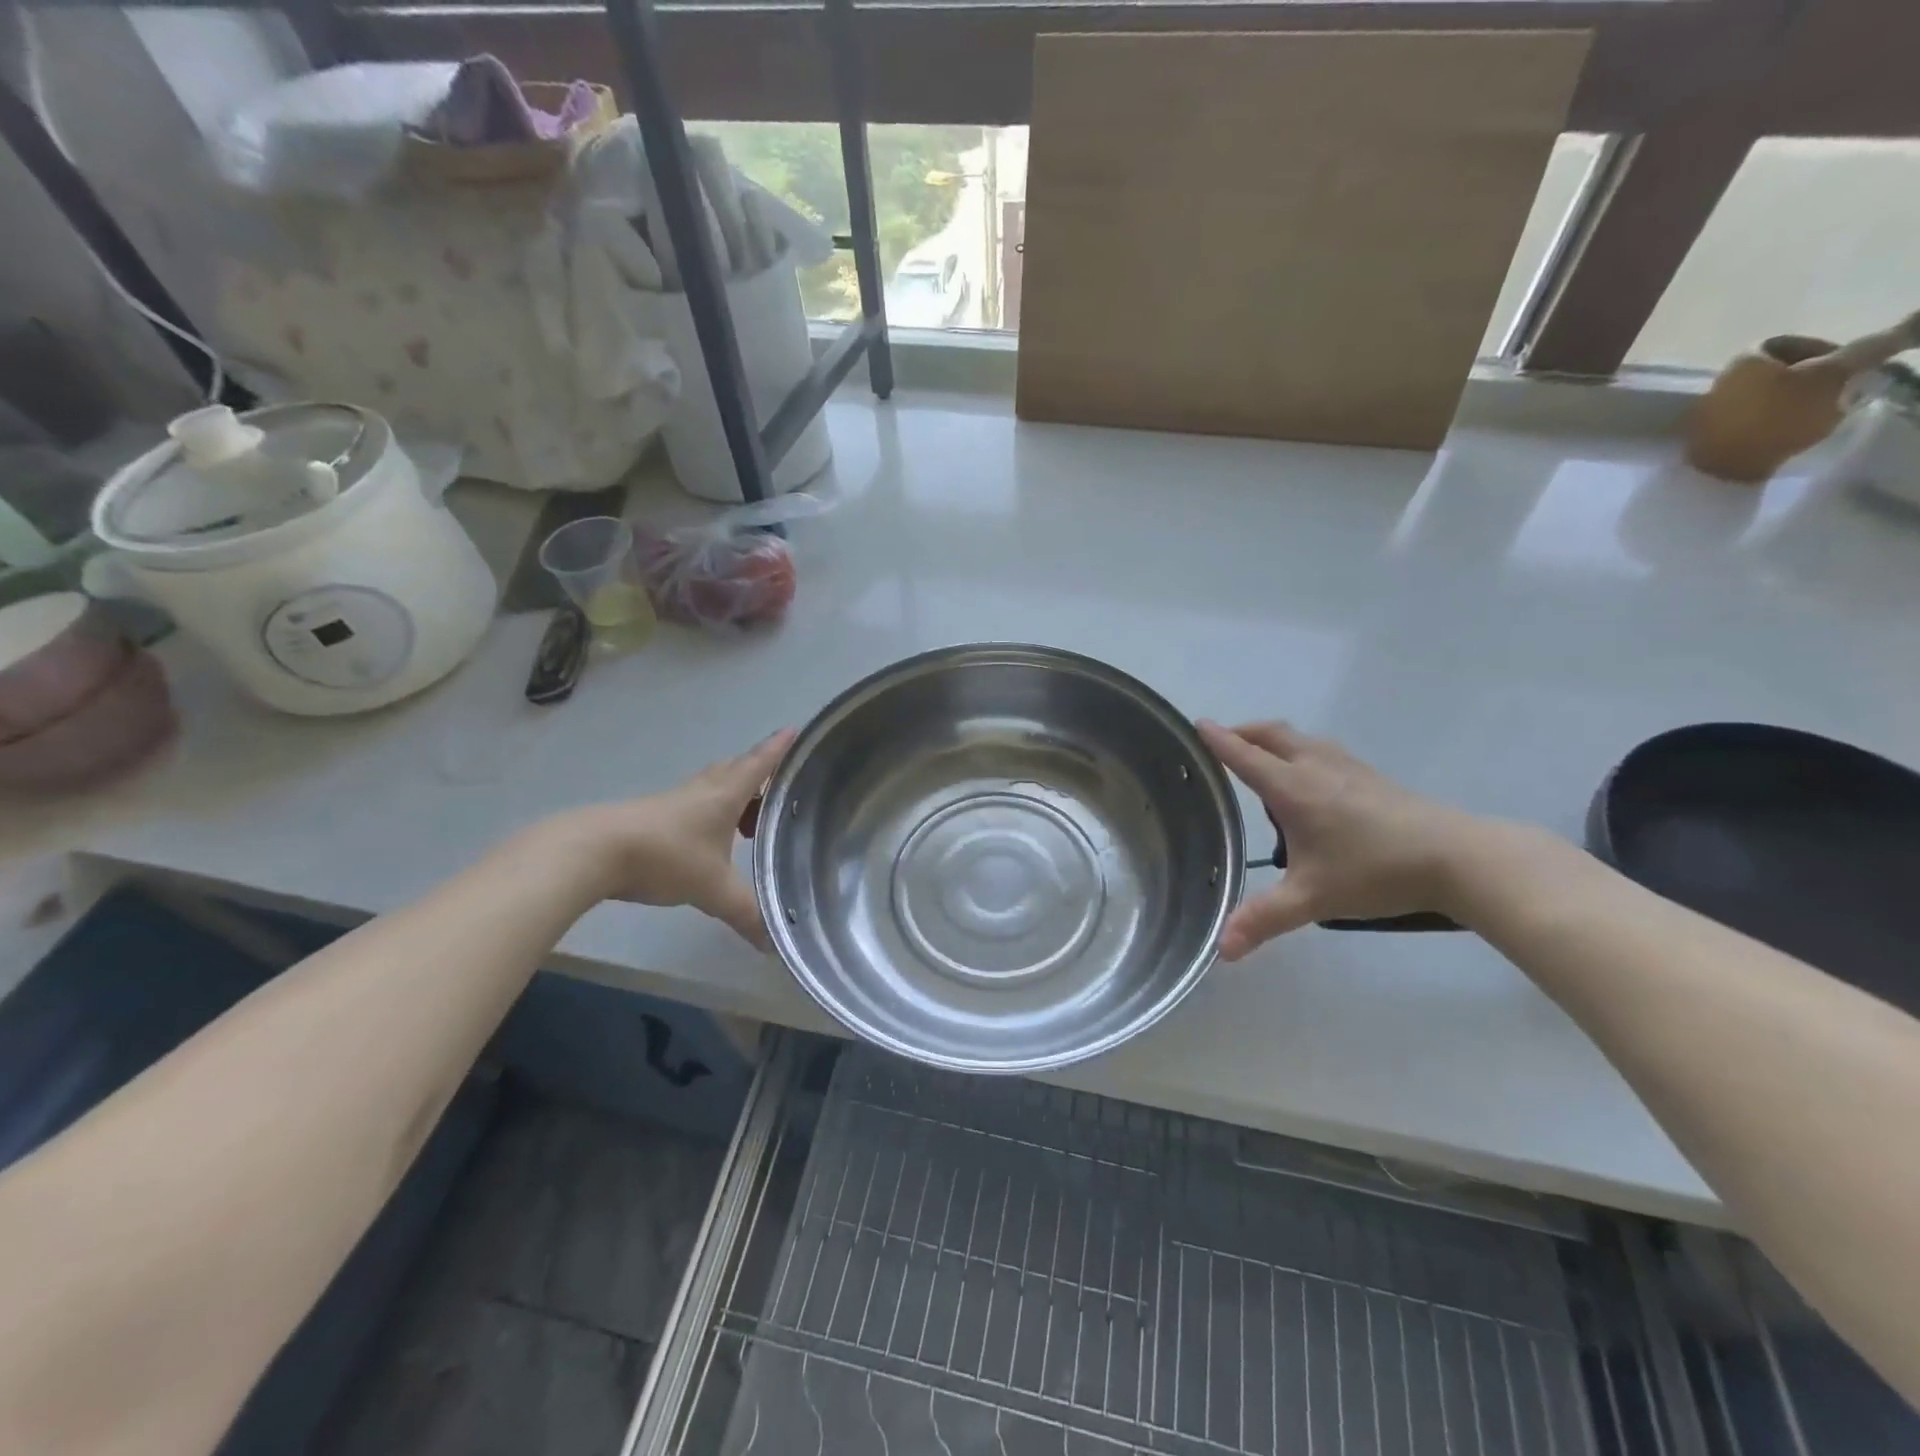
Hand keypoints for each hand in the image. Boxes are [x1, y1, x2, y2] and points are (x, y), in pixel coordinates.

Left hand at [552, 730, 795, 948]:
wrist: (595, 851)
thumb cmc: (667, 857)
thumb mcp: (713, 890)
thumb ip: (745, 914)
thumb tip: (771, 943)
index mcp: (726, 795)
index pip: (760, 763)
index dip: (778, 748)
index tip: (794, 730)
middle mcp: (704, 789)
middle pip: (737, 770)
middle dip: (760, 776)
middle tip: (778, 792)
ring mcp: (676, 799)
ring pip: (714, 786)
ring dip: (735, 796)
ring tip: (749, 822)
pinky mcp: (655, 814)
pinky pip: (695, 803)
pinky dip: (712, 812)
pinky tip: (710, 839)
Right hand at [1197, 720, 1485, 958]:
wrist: (1457, 858)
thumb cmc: (1376, 872)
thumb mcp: (1313, 899)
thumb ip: (1264, 919)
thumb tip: (1222, 950)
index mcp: (1293, 787)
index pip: (1244, 755)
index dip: (1218, 740)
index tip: (1196, 724)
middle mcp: (1315, 766)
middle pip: (1270, 733)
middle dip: (1241, 732)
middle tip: (1220, 742)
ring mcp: (1346, 766)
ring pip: (1298, 738)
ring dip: (1270, 739)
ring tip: (1258, 759)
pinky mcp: (1369, 775)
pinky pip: (1319, 749)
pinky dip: (1297, 751)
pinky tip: (1306, 780)